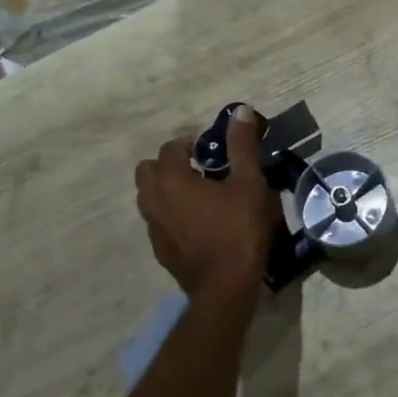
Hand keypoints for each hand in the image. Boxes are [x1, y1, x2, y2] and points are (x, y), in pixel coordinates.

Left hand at [135, 107, 278, 295]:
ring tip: (197, 197)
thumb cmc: (239, 229)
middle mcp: (153, 200)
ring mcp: (153, 228)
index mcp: (171, 179)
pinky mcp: (160, 250)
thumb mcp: (249, 183)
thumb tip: (240, 110)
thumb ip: (242, 145)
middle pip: (148, 171)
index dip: (190, 144)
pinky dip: (171, 215)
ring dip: (166, 190)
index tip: (212, 151)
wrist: (226, 286)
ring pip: (149, 198)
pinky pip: (158, 222)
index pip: (170, 147)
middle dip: (168, 164)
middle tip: (198, 170)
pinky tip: (197, 225)